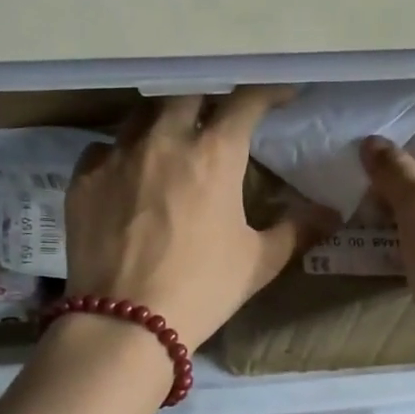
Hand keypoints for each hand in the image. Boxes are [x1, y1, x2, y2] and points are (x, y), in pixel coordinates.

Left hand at [64, 88, 335, 348]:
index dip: (266, 91)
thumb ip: (296, 229)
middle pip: (187, 94)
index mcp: (214, 155)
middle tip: (216, 116)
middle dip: (208, 98)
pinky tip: (124, 173)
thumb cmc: (203, 288)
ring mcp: (117, 156)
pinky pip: (102, 149)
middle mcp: (164, 141)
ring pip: (141, 115)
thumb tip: (331, 213)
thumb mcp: (259, 261)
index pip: (245, 102)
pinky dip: (119, 153)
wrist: (126, 322)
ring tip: (169, 139)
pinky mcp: (83, 179)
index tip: (280, 94)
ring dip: (161, 120)